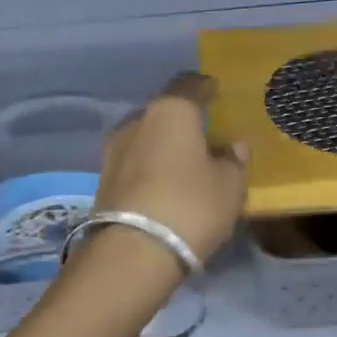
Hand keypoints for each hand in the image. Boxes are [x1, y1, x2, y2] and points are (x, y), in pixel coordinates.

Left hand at [93, 74, 247, 266]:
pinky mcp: (103, 181)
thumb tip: (233, 146)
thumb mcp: (230, 186)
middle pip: (164, 113)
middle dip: (182, 122)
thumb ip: (234, 161)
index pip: (190, 85)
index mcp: (171, 111)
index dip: (205, 87)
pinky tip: (164, 185)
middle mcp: (137, 122)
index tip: (215, 91)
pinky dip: (150, 169)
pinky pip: (134, 165)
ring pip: (146, 139)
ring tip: (184, 165)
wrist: (133, 252)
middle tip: (203, 135)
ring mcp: (114, 151)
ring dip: (163, 148)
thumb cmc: (191, 206)